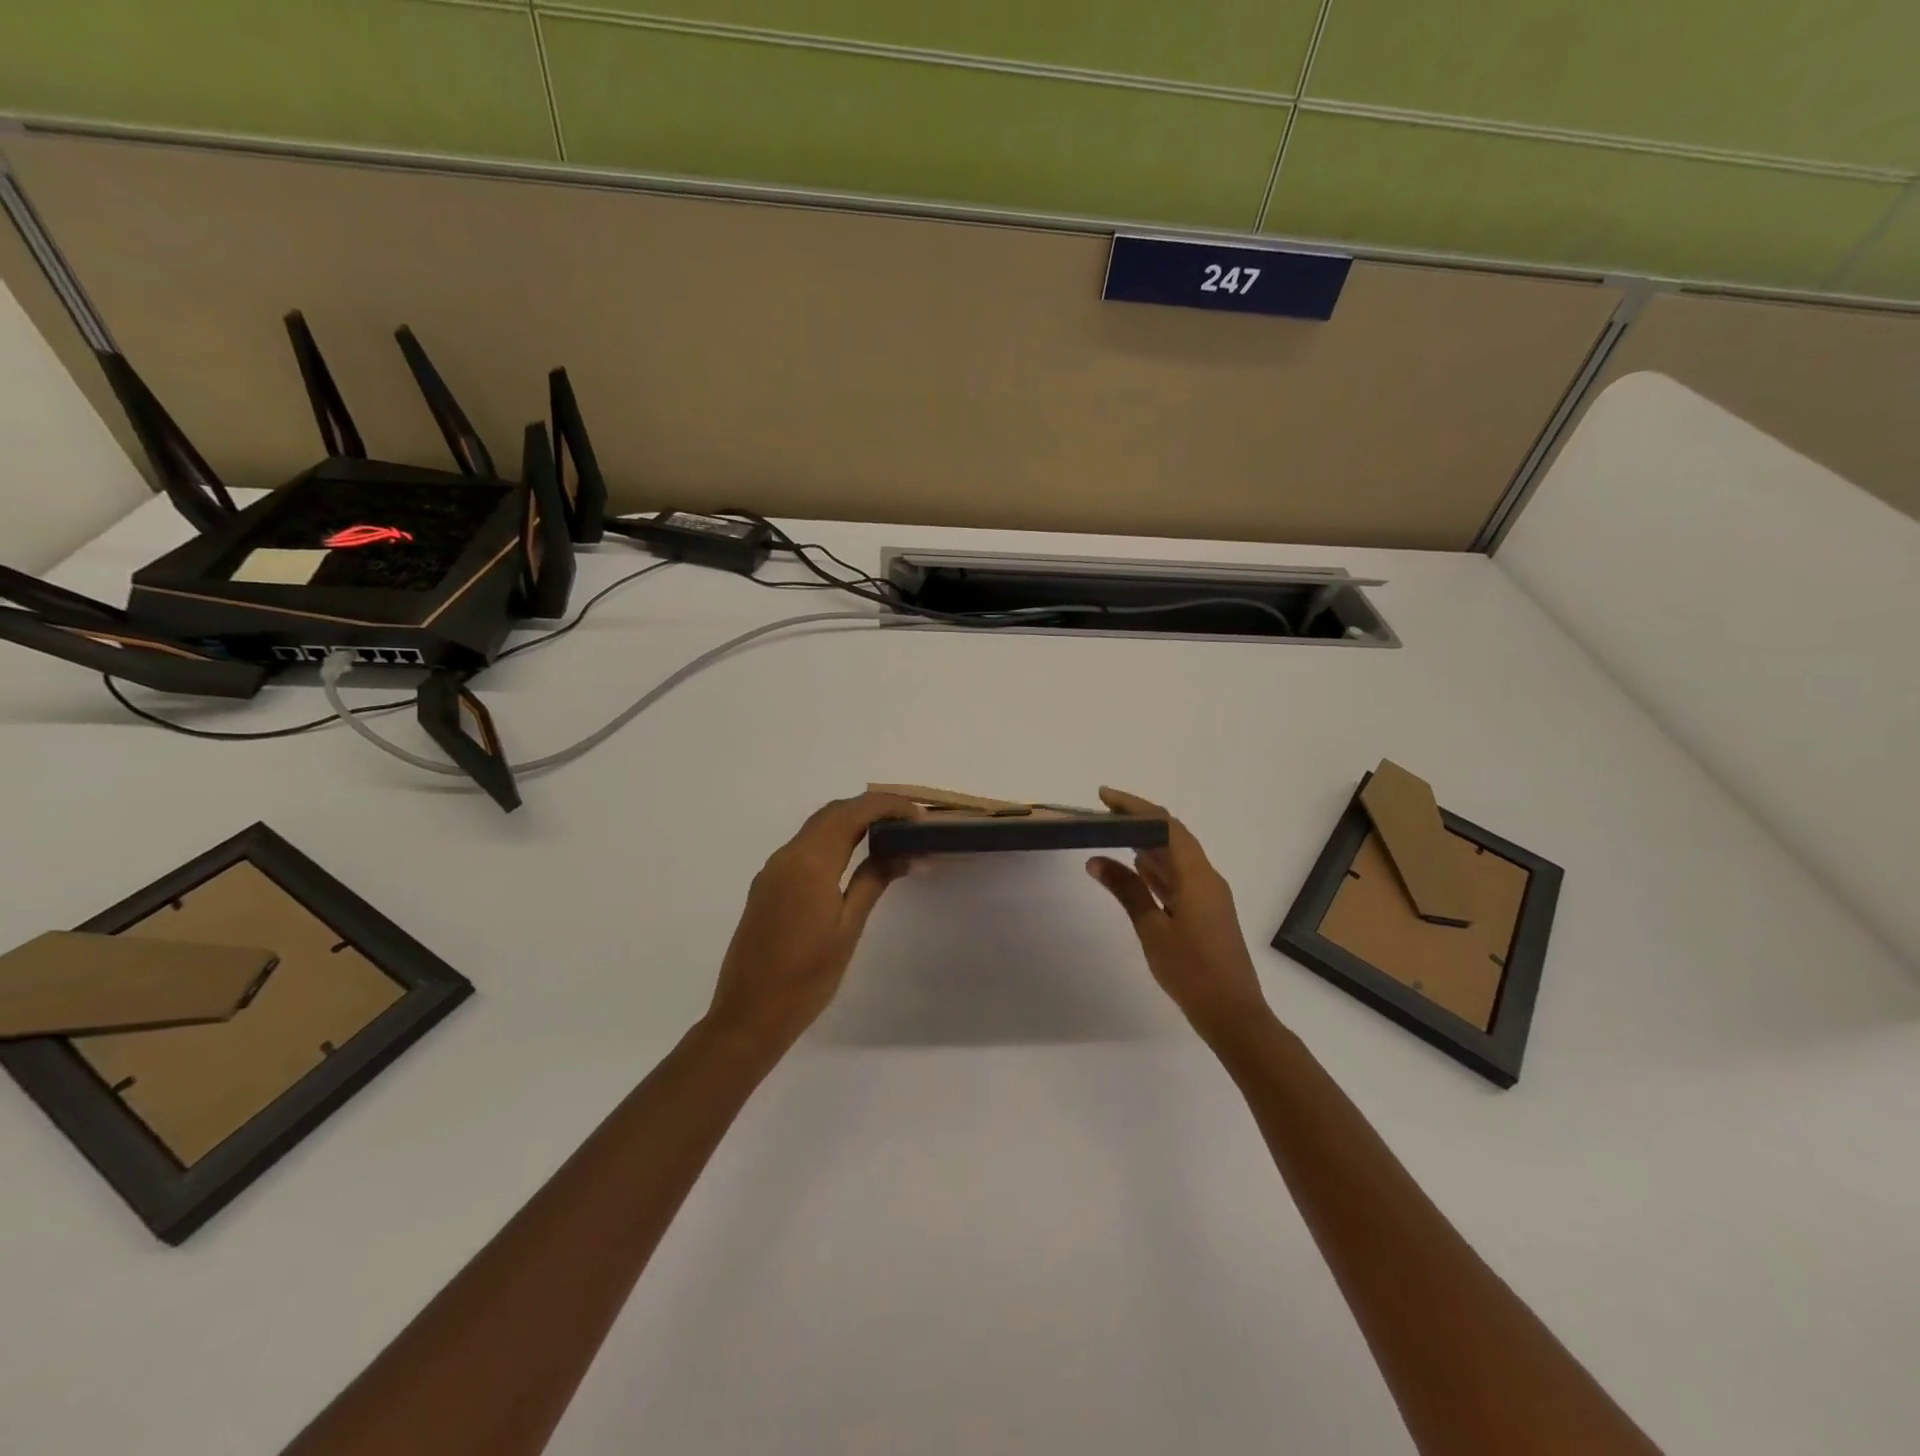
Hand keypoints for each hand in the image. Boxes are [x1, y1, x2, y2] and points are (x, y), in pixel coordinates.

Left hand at [706, 792, 919, 1054]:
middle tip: (908, 821)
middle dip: (870, 808)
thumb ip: (873, 881)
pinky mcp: (767, 885)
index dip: (887, 805)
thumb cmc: (806, 978)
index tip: (918, 814)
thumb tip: (904, 852)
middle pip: (832, 813)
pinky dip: (833, 839)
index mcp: (809, 863)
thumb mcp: (848, 929)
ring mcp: (772, 870)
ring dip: (851, 821)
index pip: (852, 813)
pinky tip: (853, 857)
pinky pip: (804, 846)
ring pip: (816, 827)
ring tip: (888, 835)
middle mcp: (786, 856)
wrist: (748, 1016)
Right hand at [1087, 787, 1273, 1042]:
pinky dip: (1155, 867)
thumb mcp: (1152, 929)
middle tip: (1102, 814)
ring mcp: (1208, 895)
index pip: (1165, 825)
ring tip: (1111, 833)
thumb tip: (1096, 859)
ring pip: (1175, 856)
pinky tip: (1135, 867)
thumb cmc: (1191, 971)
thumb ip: (1126, 890)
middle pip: (1172, 835)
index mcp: (1196, 875)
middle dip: (1138, 820)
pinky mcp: (1206, 911)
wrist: (1233, 1014)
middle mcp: (1206, 877)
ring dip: (1146, 842)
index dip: (1135, 806)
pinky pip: (1179, 876)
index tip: (1104, 797)